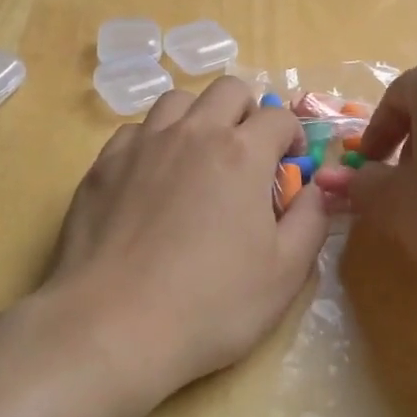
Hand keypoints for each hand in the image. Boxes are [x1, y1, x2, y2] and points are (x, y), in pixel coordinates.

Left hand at [45, 77, 330, 406]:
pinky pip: (135, 131)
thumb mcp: (284, 274)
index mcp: (241, 153)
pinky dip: (153, 142)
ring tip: (198, 160)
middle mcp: (192, 133)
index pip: (278, 116)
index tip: (290, 165)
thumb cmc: (210, 305)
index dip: (293, 135)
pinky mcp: (102, 165)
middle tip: (247, 156)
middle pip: (228, 90)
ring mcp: (141, 145)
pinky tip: (151, 180)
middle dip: (248, 112)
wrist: (112, 326)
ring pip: (177, 101)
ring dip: (198, 119)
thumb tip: (314, 189)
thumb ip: (310, 220)